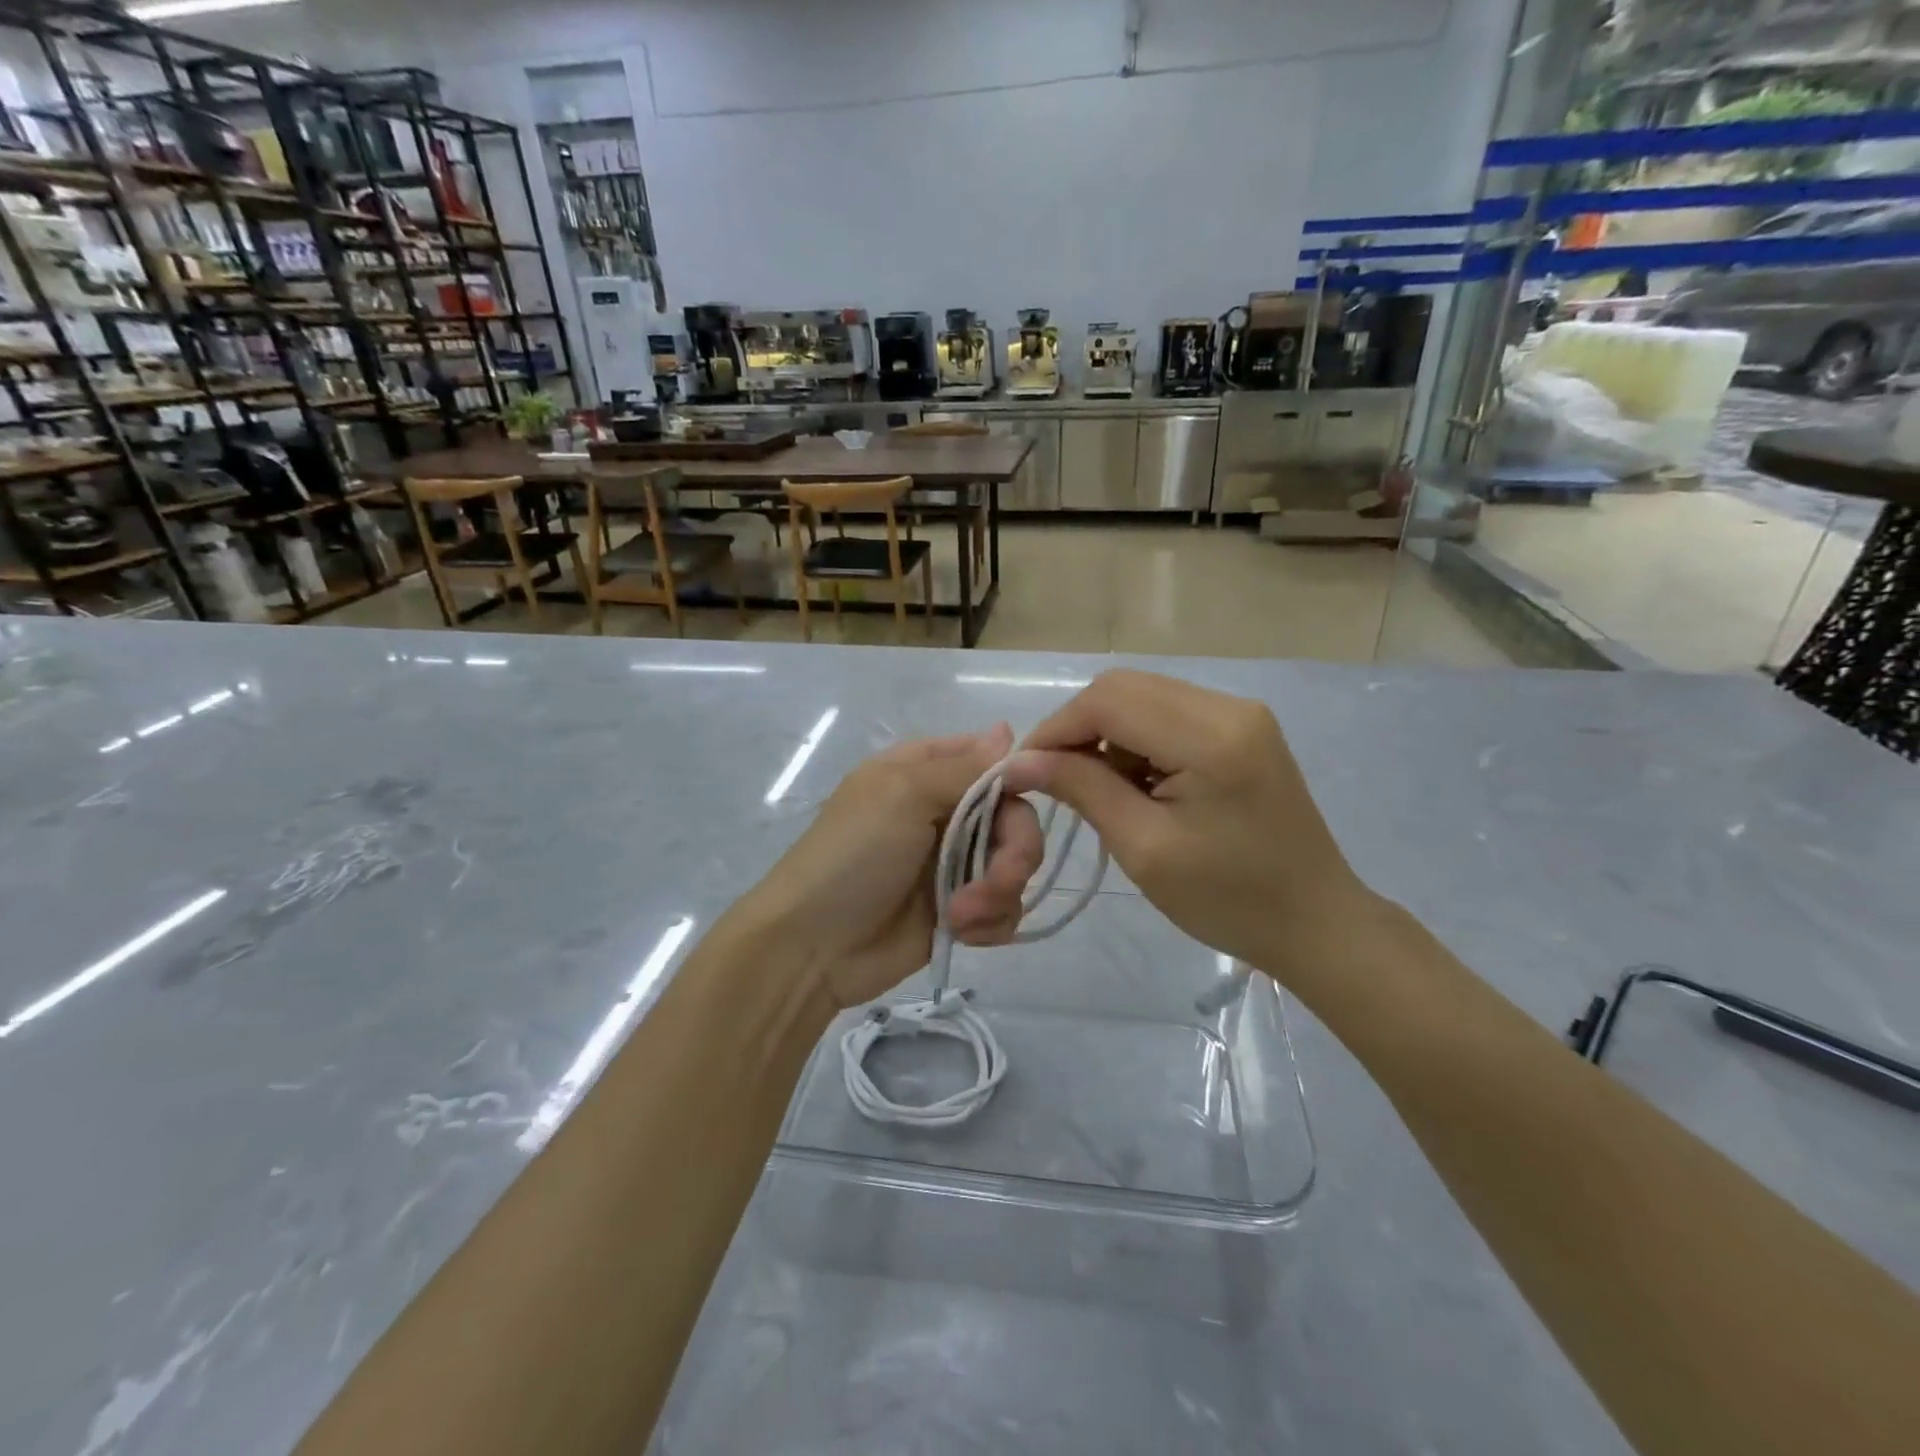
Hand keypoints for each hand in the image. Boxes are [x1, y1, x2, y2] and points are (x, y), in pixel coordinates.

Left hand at [739, 725, 1044, 1011]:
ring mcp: (954, 862)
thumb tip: (1009, 731)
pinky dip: (992, 920)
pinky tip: (965, 932)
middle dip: (1015, 850)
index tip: (1026, 798)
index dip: (1017, 777)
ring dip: (999, 892)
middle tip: (998, 878)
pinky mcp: (961, 909)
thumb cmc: (854, 855)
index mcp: (926, 772)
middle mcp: (945, 812)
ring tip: (962, 915)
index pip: (990, 759)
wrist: (814, 946)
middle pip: (1016, 816)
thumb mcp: (904, 795)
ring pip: (1015, 864)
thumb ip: (964, 768)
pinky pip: (1005, 907)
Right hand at [999, 670, 1377, 988]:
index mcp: (1210, 737)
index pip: (1108, 701)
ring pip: (1142, 696)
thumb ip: (1082, 789)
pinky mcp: (1242, 727)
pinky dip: (1135, 739)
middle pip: (1124, 687)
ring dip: (1106, 734)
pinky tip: (1137, 782)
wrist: (1314, 922)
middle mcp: (1228, 706)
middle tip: (1056, 780)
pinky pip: (1167, 713)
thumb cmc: (1228, 900)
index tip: (1024, 771)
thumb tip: (1021, 761)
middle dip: (1077, 728)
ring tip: (1100, 789)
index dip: (1056, 729)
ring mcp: (1240, 713)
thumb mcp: (1143, 848)